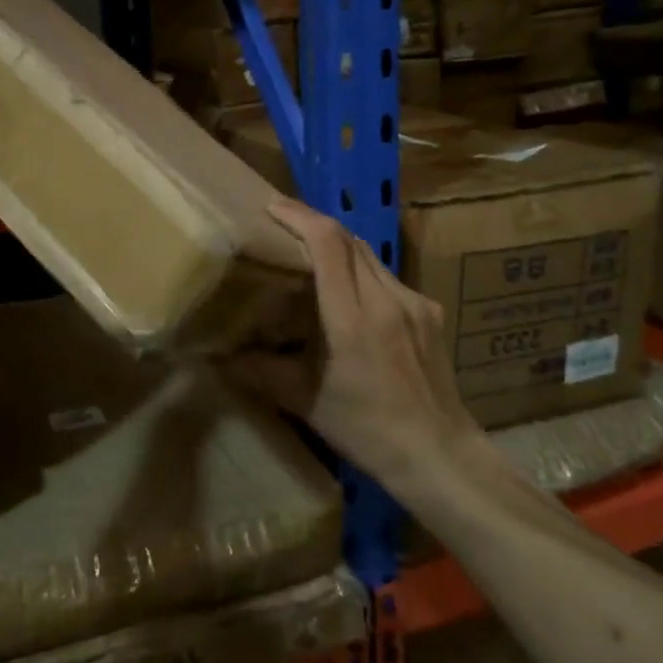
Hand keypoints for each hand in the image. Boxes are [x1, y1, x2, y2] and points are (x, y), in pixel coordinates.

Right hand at [223, 199, 474, 480]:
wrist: (440, 456)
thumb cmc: (368, 432)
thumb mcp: (306, 404)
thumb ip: (262, 373)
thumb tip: (221, 356)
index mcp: (352, 319)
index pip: (328, 244)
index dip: (299, 216)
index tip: (271, 207)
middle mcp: (386, 299)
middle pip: (348, 239)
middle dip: (313, 222)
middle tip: (282, 223)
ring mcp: (414, 303)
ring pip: (369, 254)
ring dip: (337, 243)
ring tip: (310, 249)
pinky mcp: (430, 312)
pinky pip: (388, 276)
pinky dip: (361, 269)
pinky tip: (349, 290)